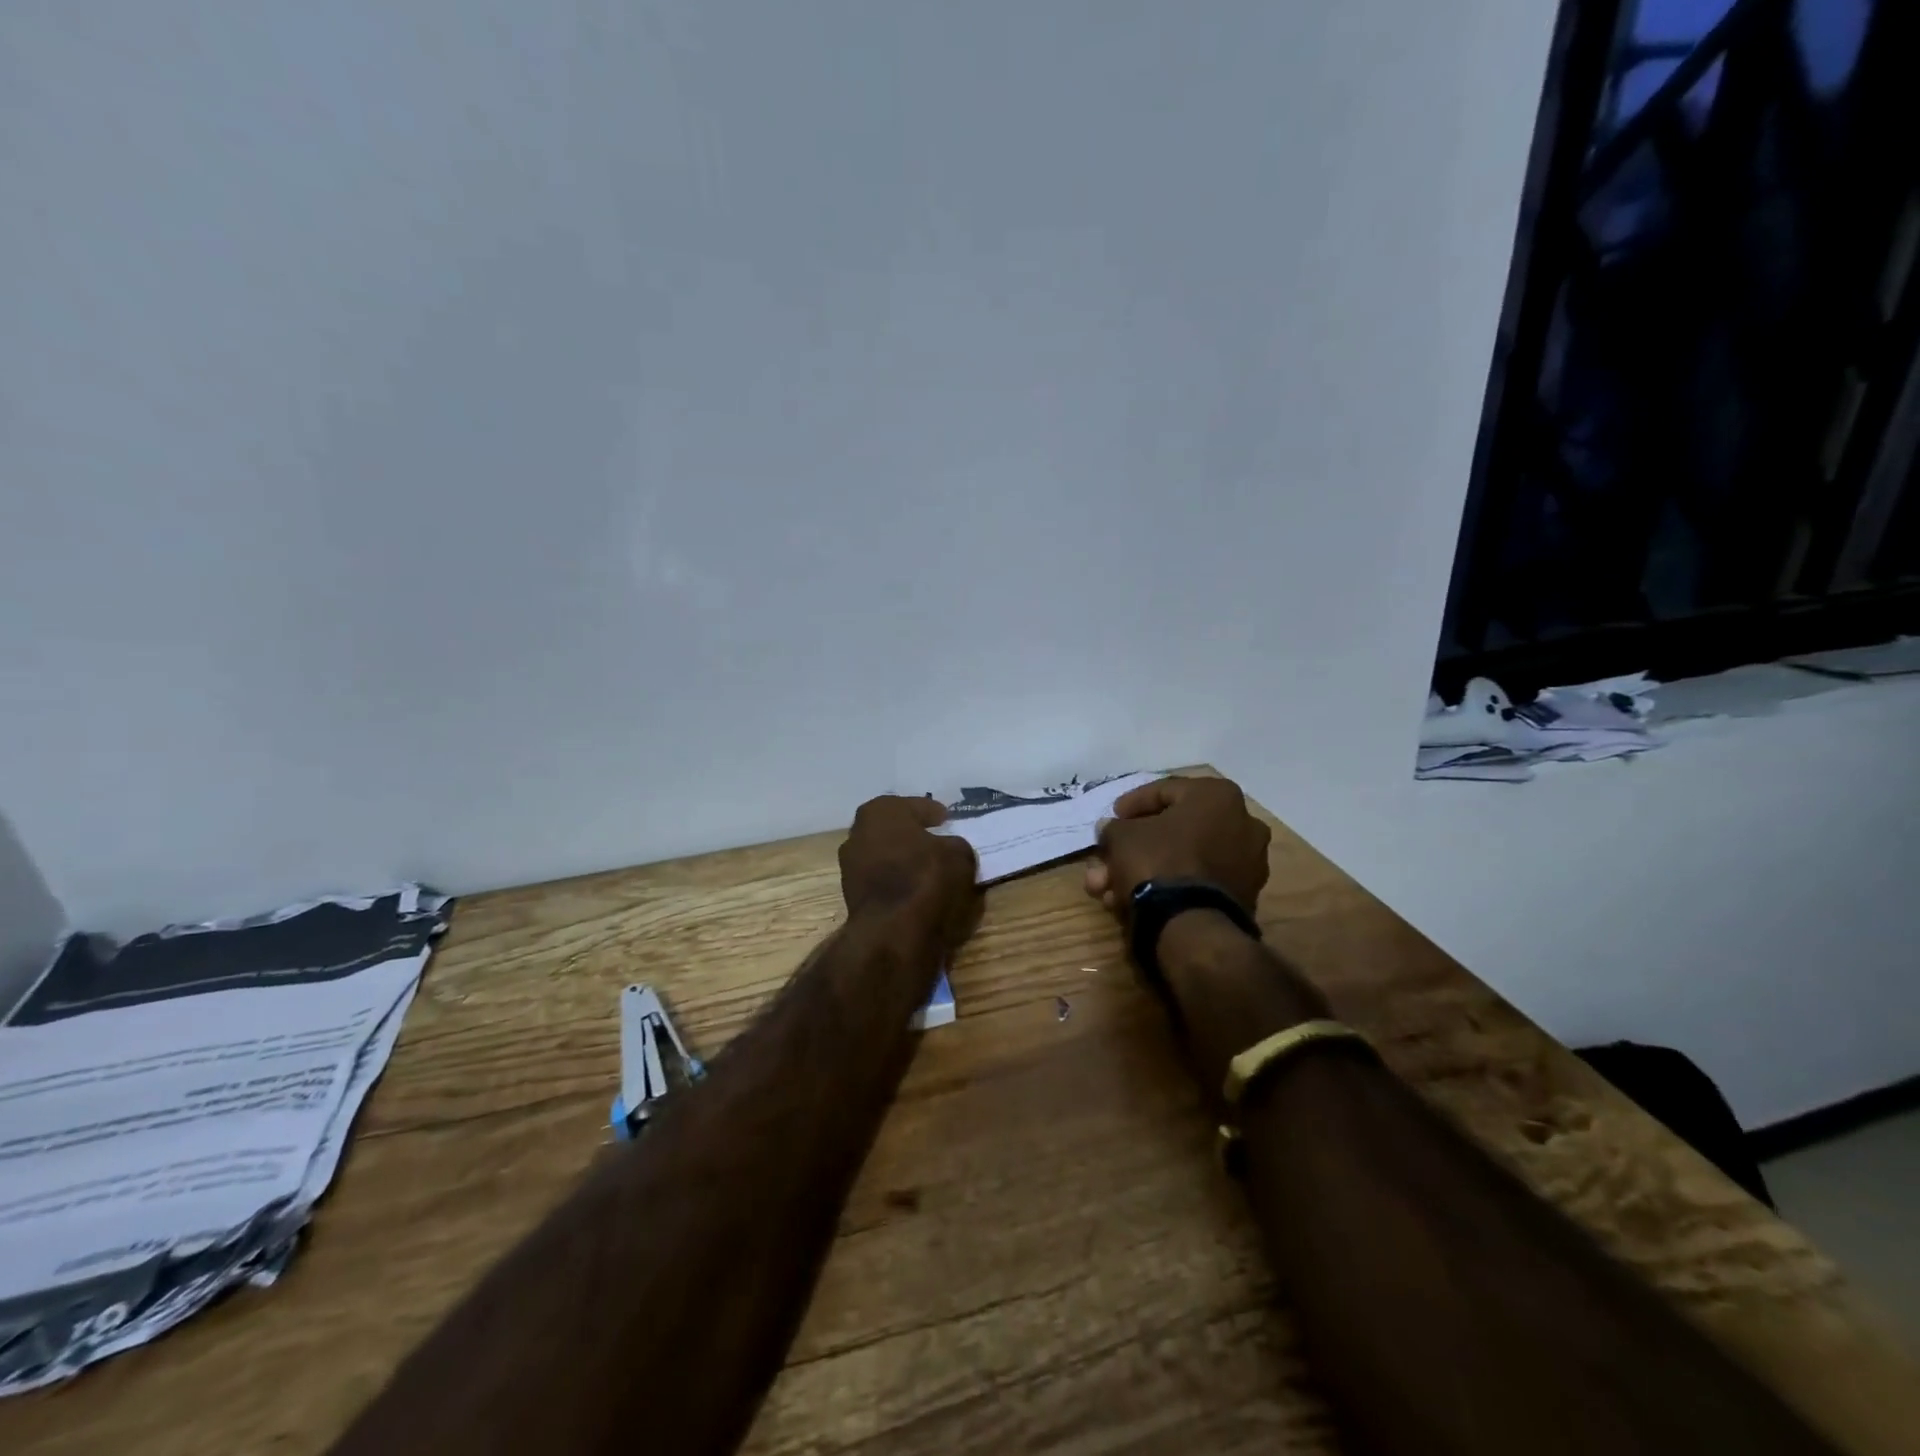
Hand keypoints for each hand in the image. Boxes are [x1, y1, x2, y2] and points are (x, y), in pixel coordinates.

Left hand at [839, 796, 980, 952]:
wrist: (894, 932)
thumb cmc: (926, 878)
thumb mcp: (959, 854)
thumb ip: (954, 844)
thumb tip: (949, 848)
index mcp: (880, 811)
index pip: (915, 806)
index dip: (934, 813)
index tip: (947, 820)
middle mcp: (858, 833)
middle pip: (894, 829)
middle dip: (914, 834)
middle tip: (937, 841)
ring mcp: (850, 866)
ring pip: (885, 856)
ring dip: (904, 860)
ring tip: (929, 869)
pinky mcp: (852, 896)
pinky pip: (882, 881)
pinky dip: (897, 882)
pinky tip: (916, 890)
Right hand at [1083, 777, 1270, 916]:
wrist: (1191, 924)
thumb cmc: (1158, 861)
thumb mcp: (1122, 836)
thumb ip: (1115, 827)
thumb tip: (1112, 830)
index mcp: (1219, 796)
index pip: (1165, 790)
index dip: (1132, 803)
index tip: (1112, 817)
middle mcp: (1243, 823)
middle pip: (1175, 830)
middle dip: (1135, 846)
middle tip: (1109, 857)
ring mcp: (1248, 863)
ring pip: (1183, 859)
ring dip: (1145, 869)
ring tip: (1109, 887)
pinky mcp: (1244, 896)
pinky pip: (1197, 881)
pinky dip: (1168, 886)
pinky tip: (1132, 900)